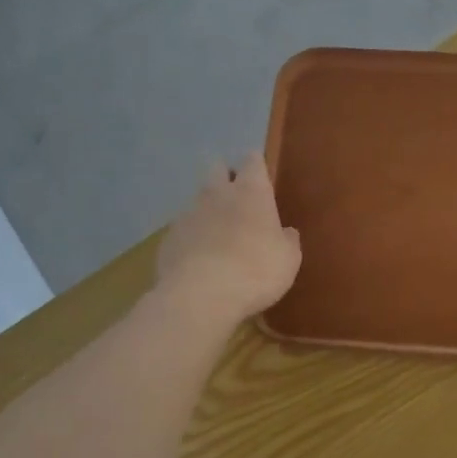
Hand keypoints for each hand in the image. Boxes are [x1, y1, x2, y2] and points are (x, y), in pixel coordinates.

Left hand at [155, 153, 301, 324]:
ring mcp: (188, 213)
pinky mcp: (168, 237)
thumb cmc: (256, 271)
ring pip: (198, 199)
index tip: (261, 178)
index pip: (252, 161)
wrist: (201, 296)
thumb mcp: (288, 260)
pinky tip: (198, 259)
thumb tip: (286, 232)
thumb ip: (287, 240)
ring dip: (207, 209)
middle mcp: (217, 193)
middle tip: (237, 200)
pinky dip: (191, 237)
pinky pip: (182, 228)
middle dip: (226, 177)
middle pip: (217, 168)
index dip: (256, 166)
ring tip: (217, 235)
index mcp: (251, 191)